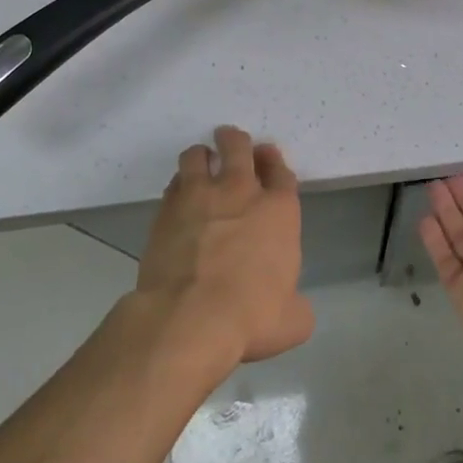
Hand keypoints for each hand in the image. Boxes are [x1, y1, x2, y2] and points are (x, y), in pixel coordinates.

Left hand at [137, 126, 312, 365]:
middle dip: (235, 141)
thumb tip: (293, 308)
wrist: (190, 316)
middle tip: (231, 141)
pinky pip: (173, 183)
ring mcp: (200, 197)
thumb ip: (297, 306)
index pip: (281, 172)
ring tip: (200, 162)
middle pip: (239, 147)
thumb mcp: (293, 321)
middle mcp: (241, 193)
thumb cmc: (251, 316)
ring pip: (198, 156)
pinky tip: (179, 194)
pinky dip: (179, 184)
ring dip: (202, 155)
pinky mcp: (166, 211)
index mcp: (279, 211)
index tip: (268, 157)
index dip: (274, 162)